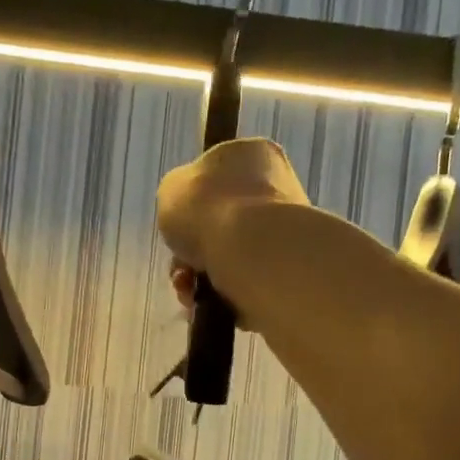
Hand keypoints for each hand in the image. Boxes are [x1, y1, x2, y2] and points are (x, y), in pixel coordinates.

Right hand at [156, 138, 308, 316]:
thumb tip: (188, 213)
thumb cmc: (209, 208)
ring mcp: (286, 233)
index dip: (191, 202)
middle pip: (219, 223)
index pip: (216, 175)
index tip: (178, 222)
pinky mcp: (287, 273)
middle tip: (180, 266)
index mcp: (255, 154)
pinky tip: (205, 304)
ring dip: (200, 277)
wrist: (253, 254)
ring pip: (228, 258)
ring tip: (188, 290)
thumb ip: (177, 196)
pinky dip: (221, 296)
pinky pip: (242, 284)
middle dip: (192, 250)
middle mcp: (278, 188)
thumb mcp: (171, 189)